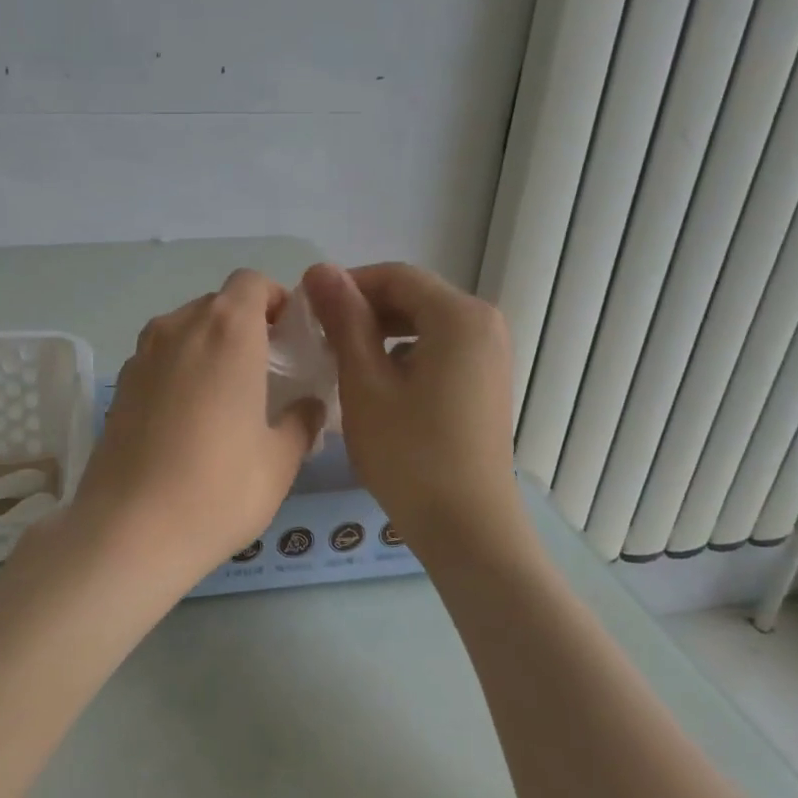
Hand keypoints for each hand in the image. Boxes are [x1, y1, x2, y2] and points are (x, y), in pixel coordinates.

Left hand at [68, 269, 323, 588]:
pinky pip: (160, 358)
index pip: (251, 282)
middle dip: (246, 326)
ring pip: (185, 330)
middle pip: (217, 304)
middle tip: (266, 373)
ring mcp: (141, 355)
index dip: (274, 301)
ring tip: (227, 397)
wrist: (129, 531)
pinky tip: (189, 420)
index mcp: (227, 331)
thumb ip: (302, 421)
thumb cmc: (219, 488)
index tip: (289, 339)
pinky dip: (181, 370)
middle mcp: (179, 328)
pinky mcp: (120, 385)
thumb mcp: (280, 459)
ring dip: (211, 347)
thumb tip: (309, 406)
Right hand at [302, 262, 520, 546]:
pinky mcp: (486, 381)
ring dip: (380, 334)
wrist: (467, 528)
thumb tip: (319, 269)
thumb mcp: (365, 383)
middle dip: (362, 311)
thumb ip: (344, 320)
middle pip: (412, 297)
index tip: (307, 311)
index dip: (346, 286)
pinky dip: (404, 356)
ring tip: (341, 363)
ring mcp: (491, 354)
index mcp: (460, 316)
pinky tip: (377, 386)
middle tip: (318, 339)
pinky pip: (439, 349)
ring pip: (424, 325)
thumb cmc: (409, 454)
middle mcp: (485, 323)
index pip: (394, 276)